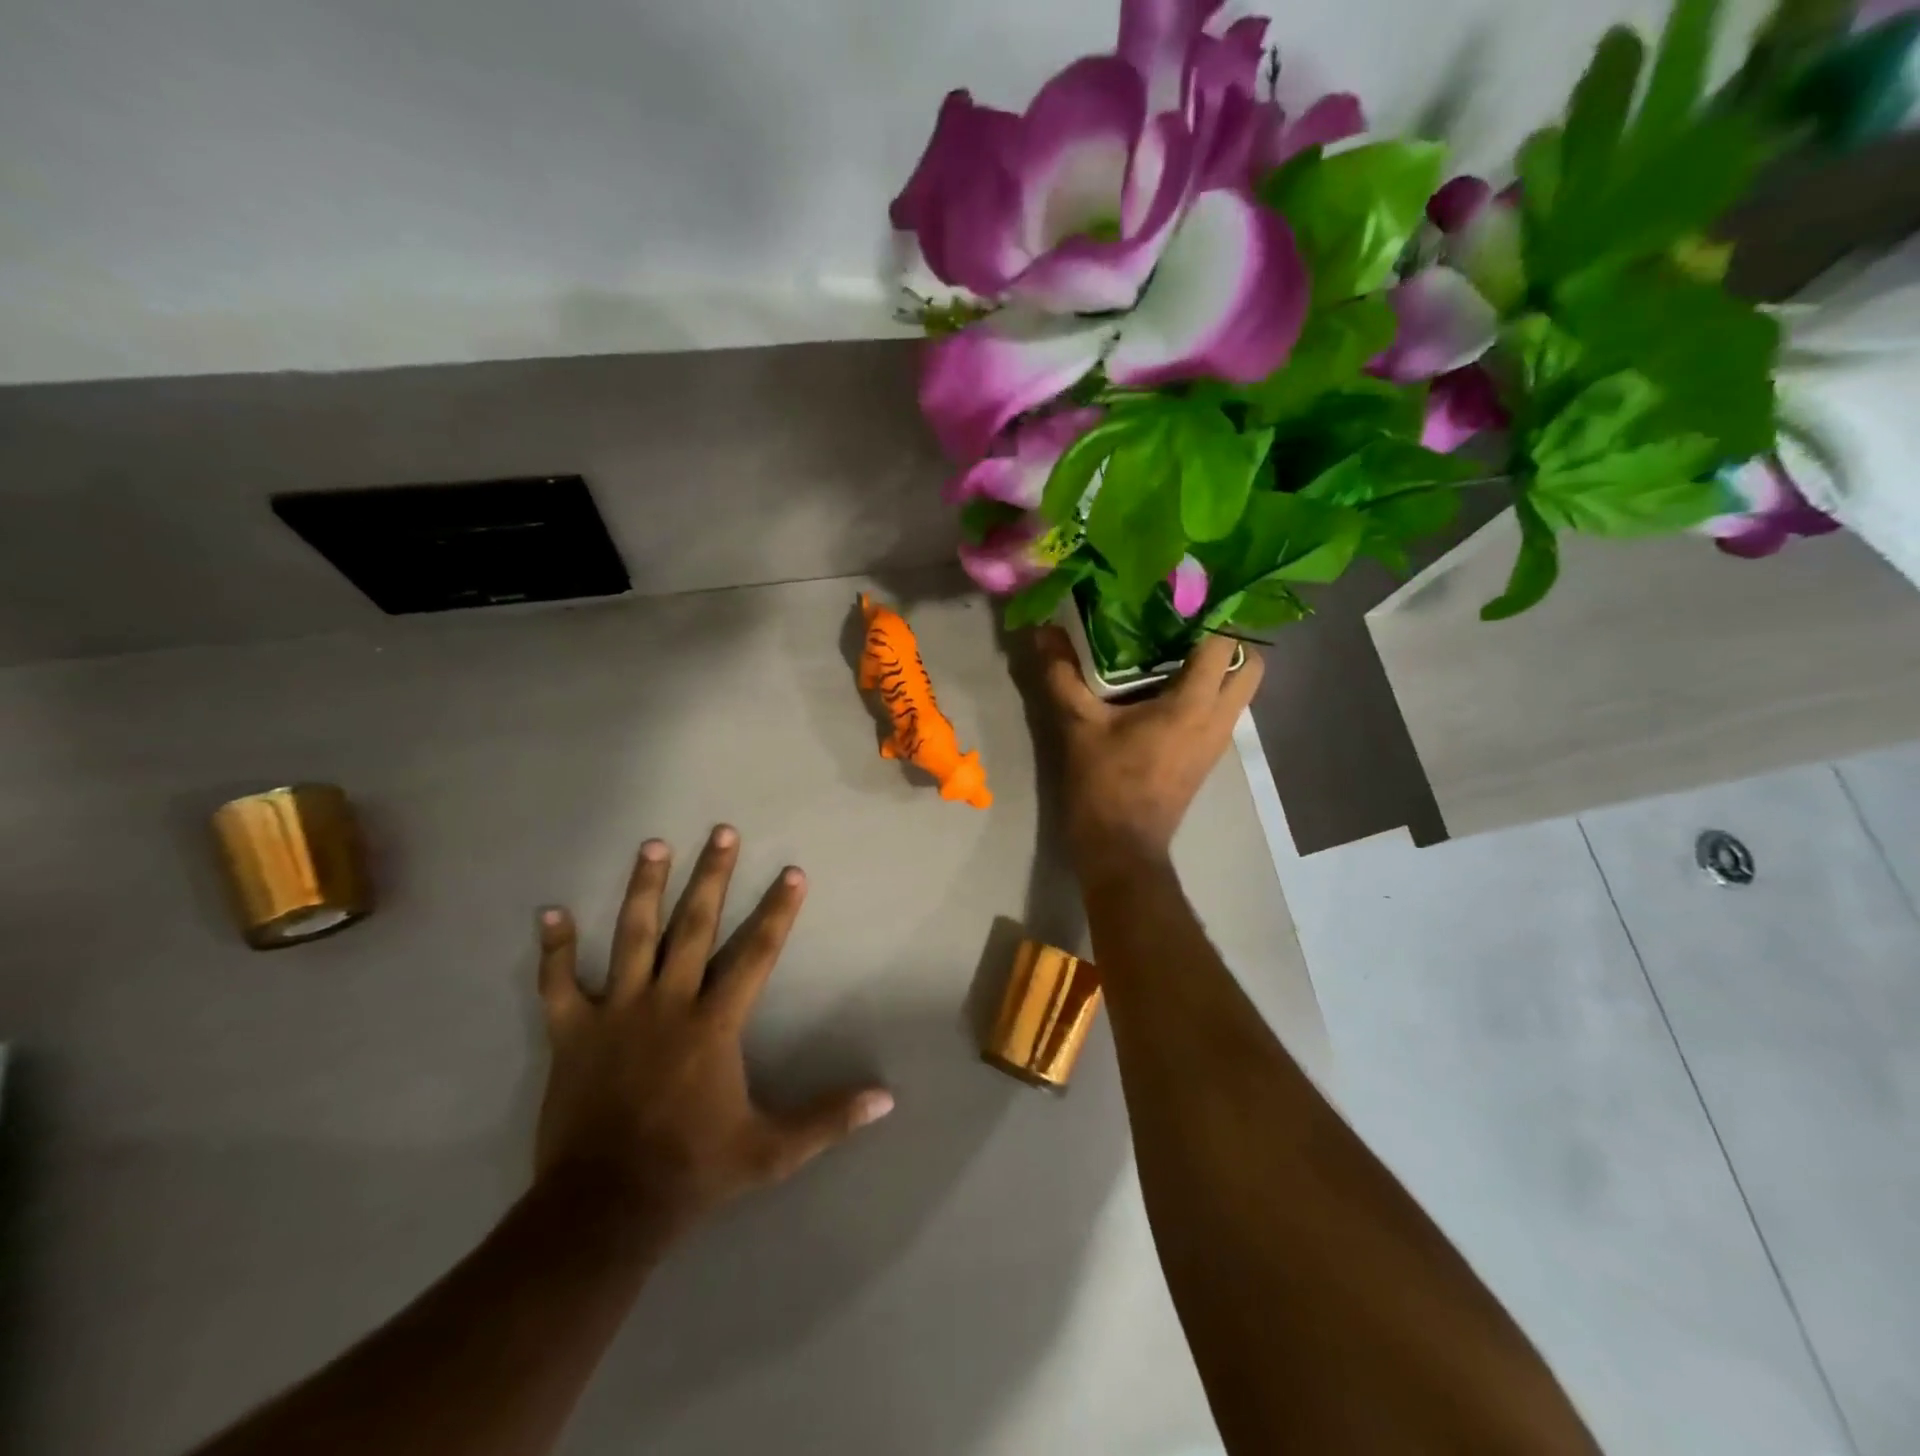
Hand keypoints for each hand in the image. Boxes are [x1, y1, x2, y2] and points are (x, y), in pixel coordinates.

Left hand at [533, 826, 894, 1235]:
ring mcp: (617, 1013)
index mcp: (715, 1024)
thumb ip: (828, 1119)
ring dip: (643, 889)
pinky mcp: (573, 1033)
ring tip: (653, 845)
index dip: (777, 911)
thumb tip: (887, 1098)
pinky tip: (550, 913)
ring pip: (631, 937)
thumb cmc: (693, 1170)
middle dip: (712, 876)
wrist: (604, 1209)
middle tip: (722, 832)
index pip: (756, 953)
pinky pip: (559, 984)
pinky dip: (555, 949)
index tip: (792, 873)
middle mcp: (669, 1003)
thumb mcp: (772, 1151)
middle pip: (693, 926)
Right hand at [1037, 629, 1264, 882]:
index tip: (1181, 593)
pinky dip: (1208, 688)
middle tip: (1185, 622)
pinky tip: (1165, 684)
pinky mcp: (1208, 755)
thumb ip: (1063, 674)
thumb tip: (1043, 630)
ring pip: (1241, 688)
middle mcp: (1218, 719)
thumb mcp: (1079, 726)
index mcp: (1193, 705)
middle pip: (1251, 663)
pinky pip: (1223, 708)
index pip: (1227, 643)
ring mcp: (1218, 740)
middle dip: (1227, 638)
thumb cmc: (1105, 785)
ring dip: (1219, 664)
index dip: (1211, 612)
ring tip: (1174, 647)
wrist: (1122, 848)